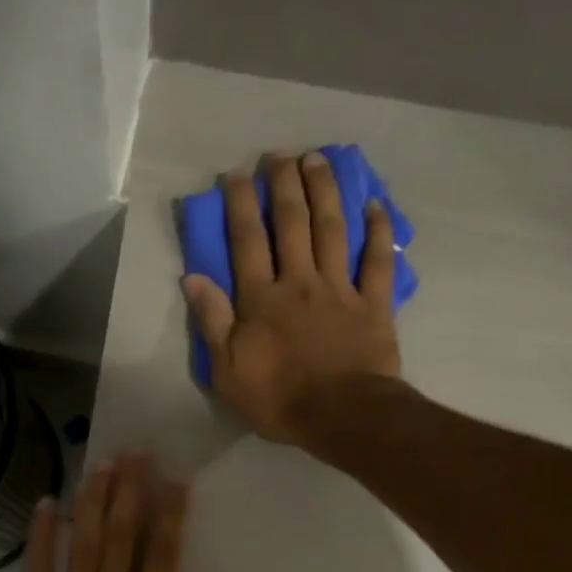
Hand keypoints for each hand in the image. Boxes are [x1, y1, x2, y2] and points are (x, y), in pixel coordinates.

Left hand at [11, 454, 235, 571]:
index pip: (164, 556)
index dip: (171, 514)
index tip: (176, 480)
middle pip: (122, 536)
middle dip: (131, 491)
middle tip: (136, 453)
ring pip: (83, 543)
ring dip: (93, 500)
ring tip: (102, 463)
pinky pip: (39, 569)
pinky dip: (42, 535)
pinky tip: (46, 504)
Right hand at [182, 150, 403, 446]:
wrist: (343, 417)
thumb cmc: (279, 400)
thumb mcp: (228, 372)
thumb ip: (213, 322)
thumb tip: (193, 278)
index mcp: (262, 299)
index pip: (247, 240)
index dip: (241, 203)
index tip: (237, 174)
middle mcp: (300, 281)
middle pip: (292, 222)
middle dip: (285, 184)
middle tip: (280, 154)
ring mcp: (340, 289)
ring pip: (333, 229)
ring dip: (325, 191)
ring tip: (319, 159)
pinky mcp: (373, 304)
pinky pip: (377, 260)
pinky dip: (378, 231)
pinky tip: (375, 204)